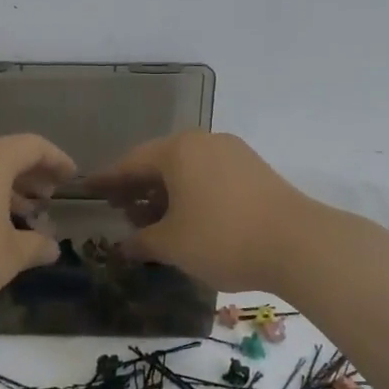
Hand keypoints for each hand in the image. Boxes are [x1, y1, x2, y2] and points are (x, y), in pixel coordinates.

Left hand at [0, 134, 76, 307]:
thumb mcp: (11, 255)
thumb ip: (36, 246)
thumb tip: (51, 247)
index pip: (32, 146)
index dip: (56, 160)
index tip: (70, 177)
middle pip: (2, 156)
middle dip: (28, 176)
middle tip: (46, 198)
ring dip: (0, 189)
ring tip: (18, 215)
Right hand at [84, 131, 315, 292]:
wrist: (299, 244)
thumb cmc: (222, 238)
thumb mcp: (172, 245)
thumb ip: (141, 242)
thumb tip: (123, 246)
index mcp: (178, 150)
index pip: (130, 163)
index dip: (107, 180)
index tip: (88, 190)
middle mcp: (204, 142)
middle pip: (159, 163)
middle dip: (136, 188)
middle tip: (118, 211)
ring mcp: (233, 154)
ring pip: (186, 171)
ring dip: (164, 195)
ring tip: (150, 222)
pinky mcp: (254, 171)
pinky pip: (209, 178)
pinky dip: (190, 195)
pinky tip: (186, 220)